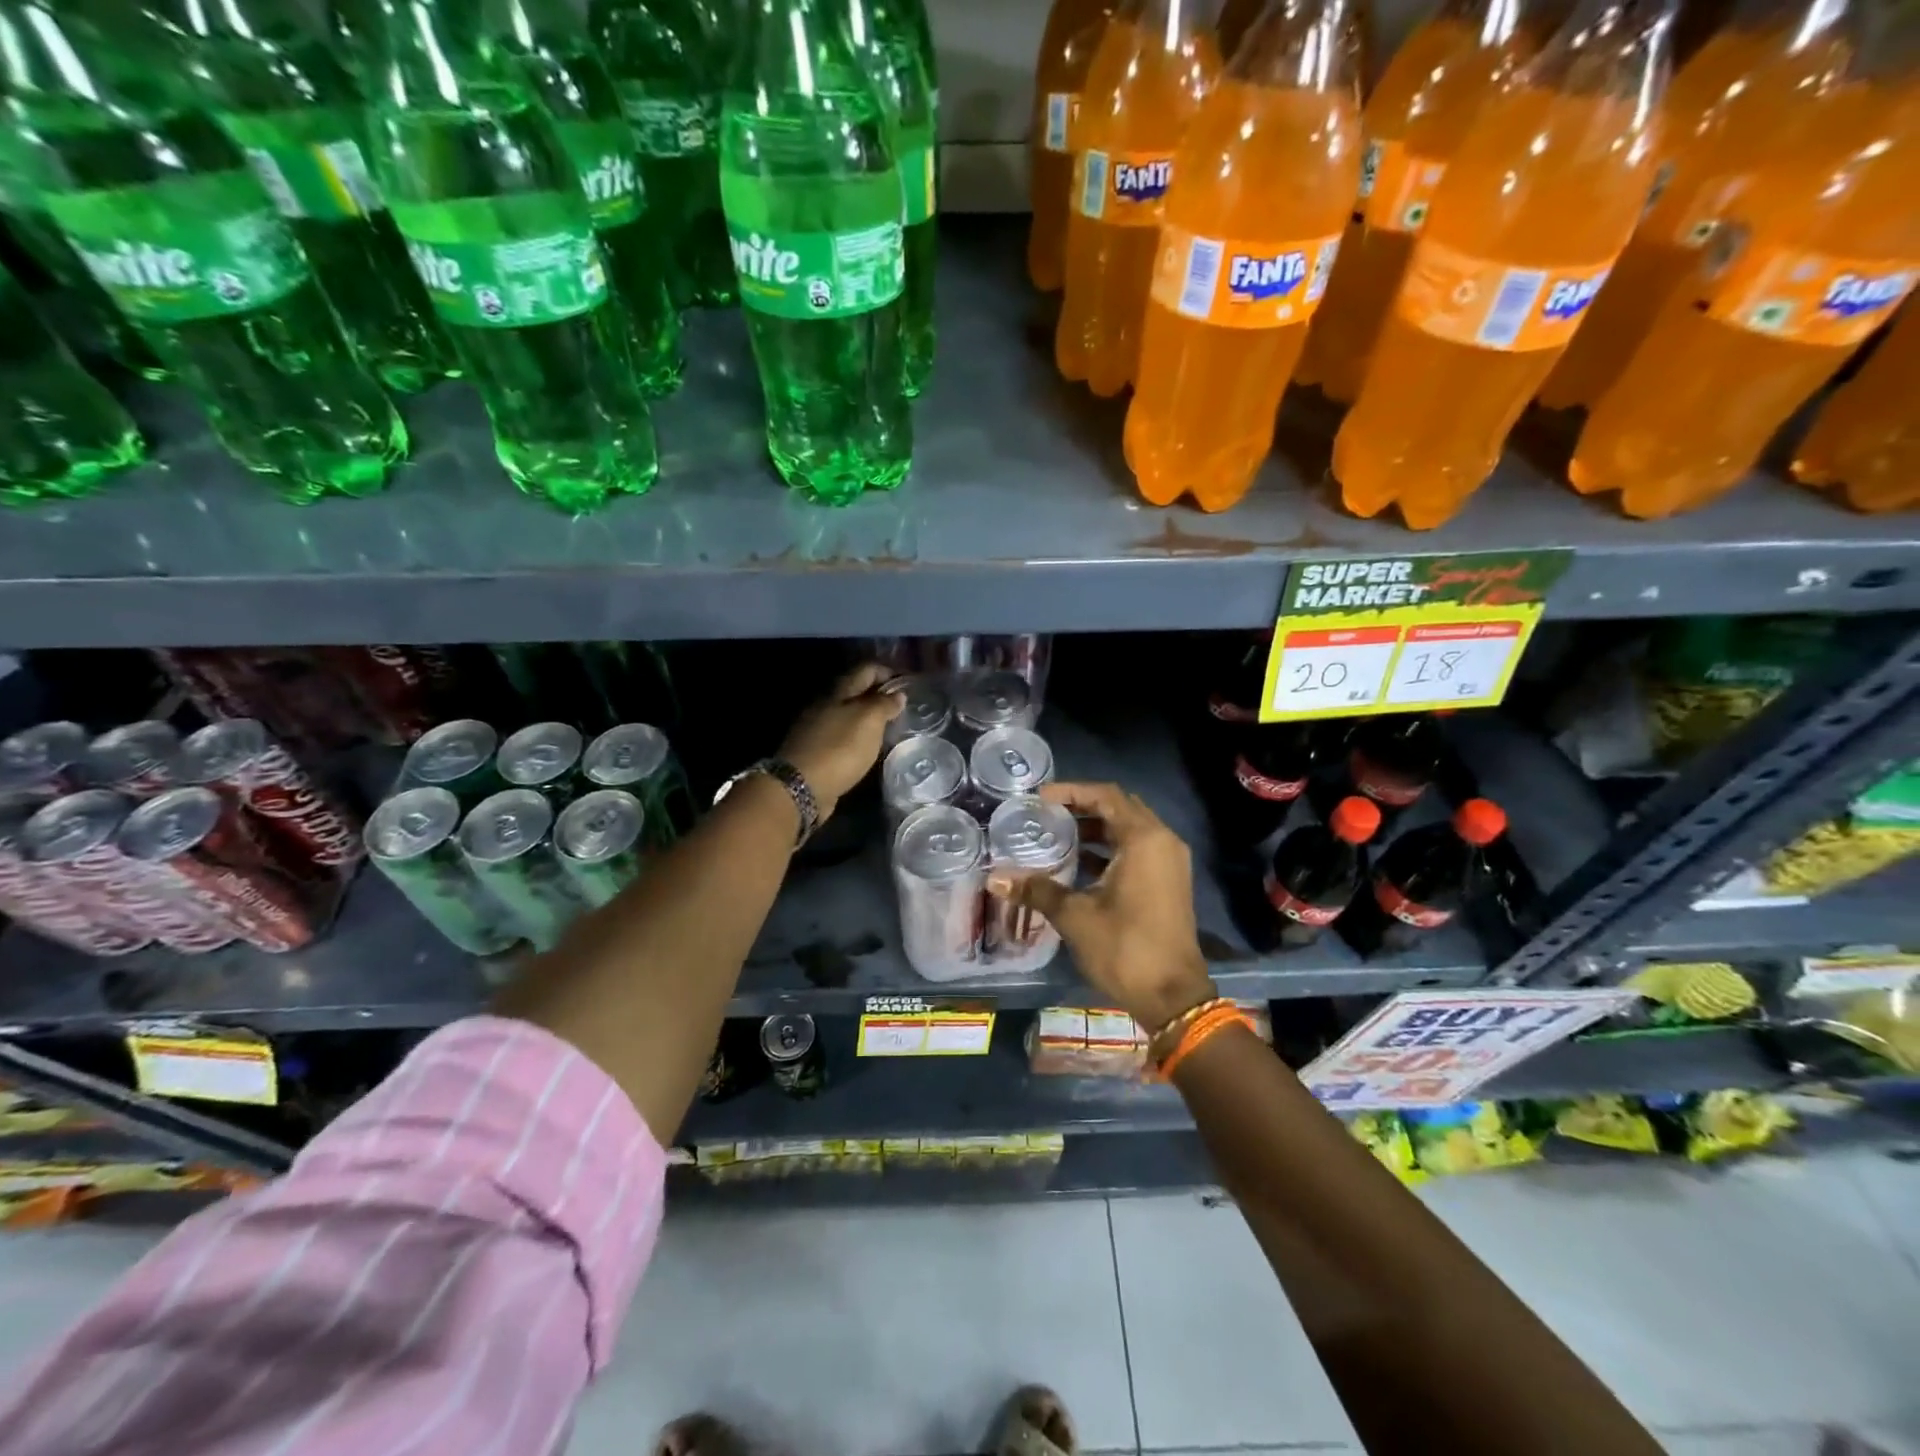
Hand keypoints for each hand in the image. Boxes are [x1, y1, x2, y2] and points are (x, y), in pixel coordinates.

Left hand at [779, 663, 904, 821]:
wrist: (800, 787)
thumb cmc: (839, 749)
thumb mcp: (869, 721)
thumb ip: (884, 705)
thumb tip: (898, 694)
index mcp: (838, 691)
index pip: (866, 670)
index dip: (888, 672)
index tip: (909, 684)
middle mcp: (825, 704)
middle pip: (855, 691)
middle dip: (878, 695)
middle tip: (903, 707)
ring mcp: (817, 728)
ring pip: (848, 714)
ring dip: (868, 717)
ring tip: (890, 728)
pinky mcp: (815, 751)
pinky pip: (841, 735)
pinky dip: (857, 736)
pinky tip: (868, 747)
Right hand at [995, 781, 1214, 1031]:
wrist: (1172, 996)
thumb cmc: (1124, 948)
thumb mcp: (1075, 916)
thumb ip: (1037, 890)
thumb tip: (995, 879)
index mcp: (1143, 839)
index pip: (1106, 796)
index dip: (1071, 792)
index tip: (1040, 798)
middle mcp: (1162, 841)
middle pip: (1119, 808)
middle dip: (1083, 807)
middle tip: (1047, 814)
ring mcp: (1170, 862)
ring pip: (1130, 830)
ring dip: (1096, 829)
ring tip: (1057, 835)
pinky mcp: (1169, 881)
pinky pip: (1138, 850)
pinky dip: (1110, 849)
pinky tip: (1079, 863)